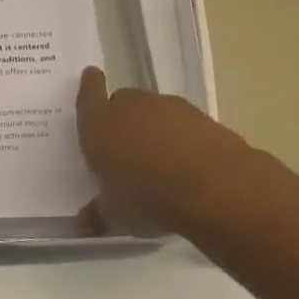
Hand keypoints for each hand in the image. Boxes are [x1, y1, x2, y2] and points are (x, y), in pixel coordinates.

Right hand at [75, 67, 255, 236]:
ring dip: (152, 127)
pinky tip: (186, 163)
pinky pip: (182, 123)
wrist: (214, 187)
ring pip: (153, 111)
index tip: (91, 76)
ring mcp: (169, 108)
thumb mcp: (115, 213)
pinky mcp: (202, 116)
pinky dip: (180, 137)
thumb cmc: (146, 197)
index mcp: (98, 124)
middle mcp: (130, 107)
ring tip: (157, 160)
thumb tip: (84, 222)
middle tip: (122, 144)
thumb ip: (98, 213)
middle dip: (121, 117)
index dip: (89, 86)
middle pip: (122, 101)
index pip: (88, 95)